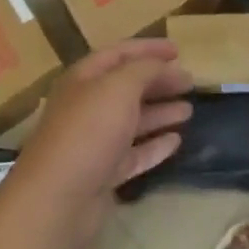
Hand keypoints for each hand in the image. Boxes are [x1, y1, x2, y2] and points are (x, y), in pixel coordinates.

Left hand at [12, 39, 192, 248]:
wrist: (58, 200)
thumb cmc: (89, 130)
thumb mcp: (120, 87)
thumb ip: (145, 70)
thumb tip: (164, 66)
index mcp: (84, 79)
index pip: (119, 53)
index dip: (148, 48)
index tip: (179, 50)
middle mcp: (87, 106)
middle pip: (127, 87)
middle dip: (159, 82)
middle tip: (190, 82)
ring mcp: (94, 142)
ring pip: (132, 121)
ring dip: (160, 112)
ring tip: (189, 110)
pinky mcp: (103, 174)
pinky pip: (134, 154)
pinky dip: (154, 146)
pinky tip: (176, 141)